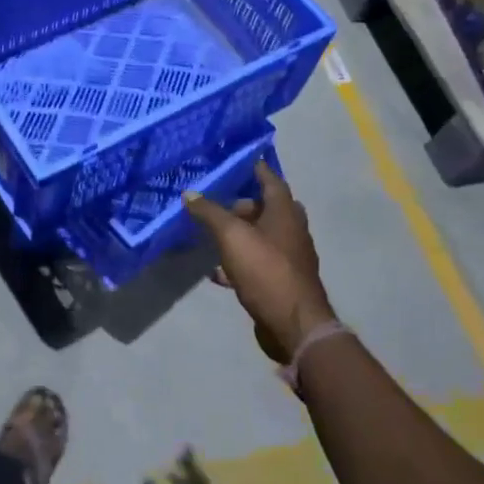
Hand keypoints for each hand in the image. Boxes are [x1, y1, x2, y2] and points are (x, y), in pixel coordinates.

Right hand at [184, 161, 335, 363]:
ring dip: (239, 233)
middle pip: (267, 208)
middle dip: (242, 204)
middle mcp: (291, 230)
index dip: (254, 168)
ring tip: (212, 234)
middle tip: (217, 202)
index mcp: (285, 212)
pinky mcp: (281, 281)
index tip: (235, 160)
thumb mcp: (232, 236)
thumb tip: (189, 193)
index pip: (270, 179)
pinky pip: (257, 263)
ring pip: (262, 237)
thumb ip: (210, 213)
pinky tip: (217, 270)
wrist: (293, 324)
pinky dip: (238, 262)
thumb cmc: (266, 270)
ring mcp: (288, 257)